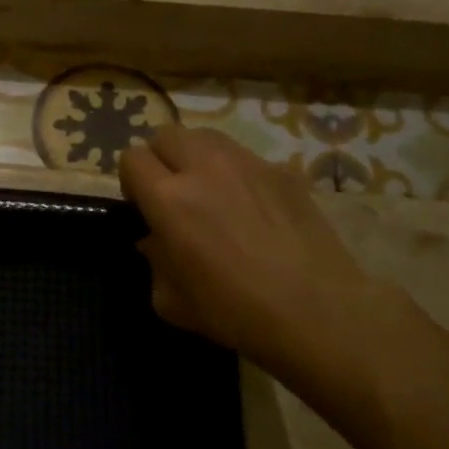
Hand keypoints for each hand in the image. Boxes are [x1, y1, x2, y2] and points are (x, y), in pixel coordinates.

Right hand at [118, 126, 384, 387]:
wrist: (316, 313)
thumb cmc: (234, 313)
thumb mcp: (169, 300)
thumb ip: (154, 260)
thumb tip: (156, 241)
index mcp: (168, 199)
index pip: (132, 158)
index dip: (131, 182)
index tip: (143, 208)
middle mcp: (204, 168)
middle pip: (166, 135)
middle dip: (161, 159)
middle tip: (173, 194)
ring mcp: (248, 164)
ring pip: (206, 137)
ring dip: (196, 157)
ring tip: (210, 191)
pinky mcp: (283, 171)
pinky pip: (246, 158)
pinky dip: (237, 173)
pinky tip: (252, 208)